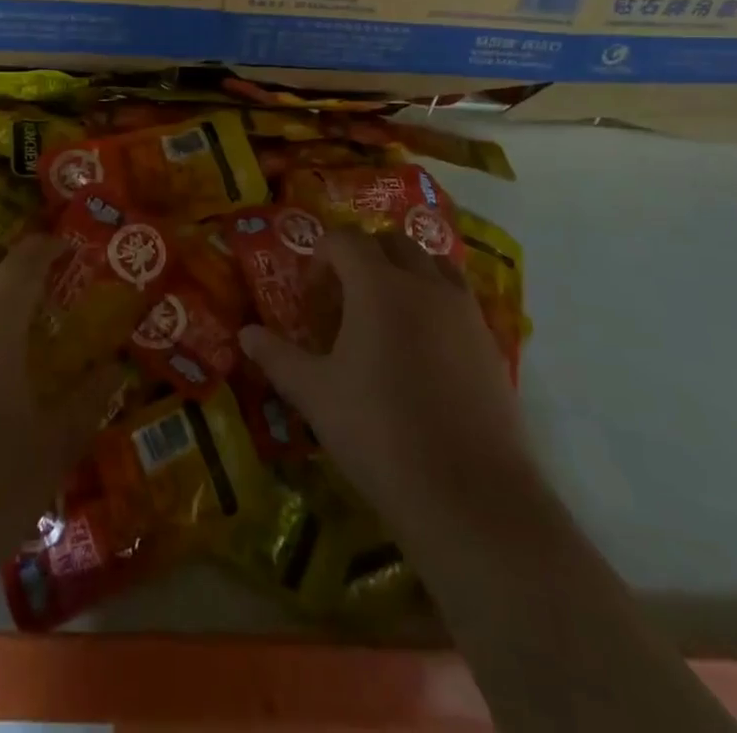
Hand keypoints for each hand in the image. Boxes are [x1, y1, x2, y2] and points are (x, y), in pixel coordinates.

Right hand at [239, 228, 533, 547]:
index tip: (312, 298)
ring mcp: (464, 311)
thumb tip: (245, 334)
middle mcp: (425, 284)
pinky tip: (423, 353)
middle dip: (363, 258)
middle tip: (345, 300)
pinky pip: (458, 300)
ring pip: (432, 264)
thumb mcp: (315, 395)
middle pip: (391, 242)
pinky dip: (435, 303)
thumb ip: (278, 357)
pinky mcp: (491, 343)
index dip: (321, 258)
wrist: (471, 496)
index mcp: (378, 285)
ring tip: (387, 318)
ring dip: (404, 274)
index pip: (345, 239)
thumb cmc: (380, 434)